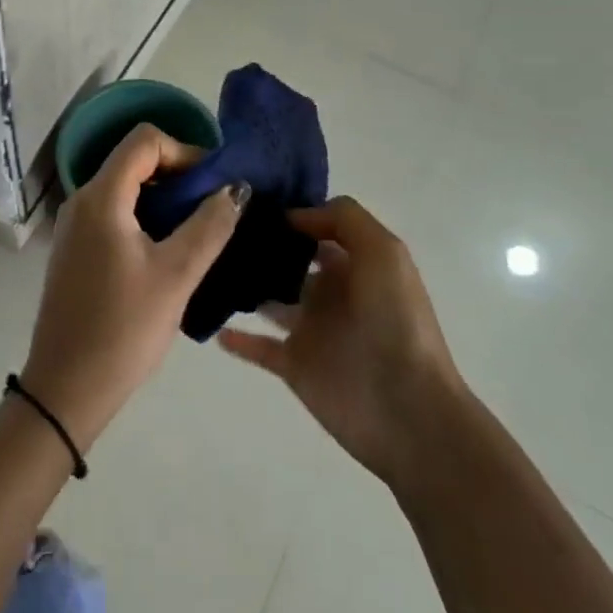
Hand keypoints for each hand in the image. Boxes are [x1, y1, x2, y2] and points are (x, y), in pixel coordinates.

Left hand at [21, 124, 247, 449]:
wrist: (66, 386)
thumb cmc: (124, 327)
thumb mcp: (176, 275)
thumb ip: (209, 225)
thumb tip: (235, 188)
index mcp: (101, 197)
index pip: (144, 140)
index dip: (184, 150)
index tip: (214, 183)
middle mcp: (81, 200)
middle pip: (132, 160)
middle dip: (176, 173)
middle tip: (212, 205)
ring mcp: (74, 225)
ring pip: (123, 187)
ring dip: (162, 197)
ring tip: (196, 228)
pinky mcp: (75, 249)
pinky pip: (112, 212)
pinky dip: (143, 216)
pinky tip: (166, 250)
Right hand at [218, 196, 464, 488]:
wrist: (407, 411)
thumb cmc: (396, 323)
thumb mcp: (384, 253)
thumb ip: (343, 219)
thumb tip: (293, 215)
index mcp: (354, 265)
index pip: (316, 229)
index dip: (289, 213)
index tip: (247, 201)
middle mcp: (331, 292)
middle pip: (288, 261)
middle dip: (258, 245)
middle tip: (215, 230)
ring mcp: (310, 330)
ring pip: (268, 299)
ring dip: (242, 286)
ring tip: (205, 266)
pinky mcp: (293, 365)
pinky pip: (257, 346)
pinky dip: (235, 338)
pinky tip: (212, 325)